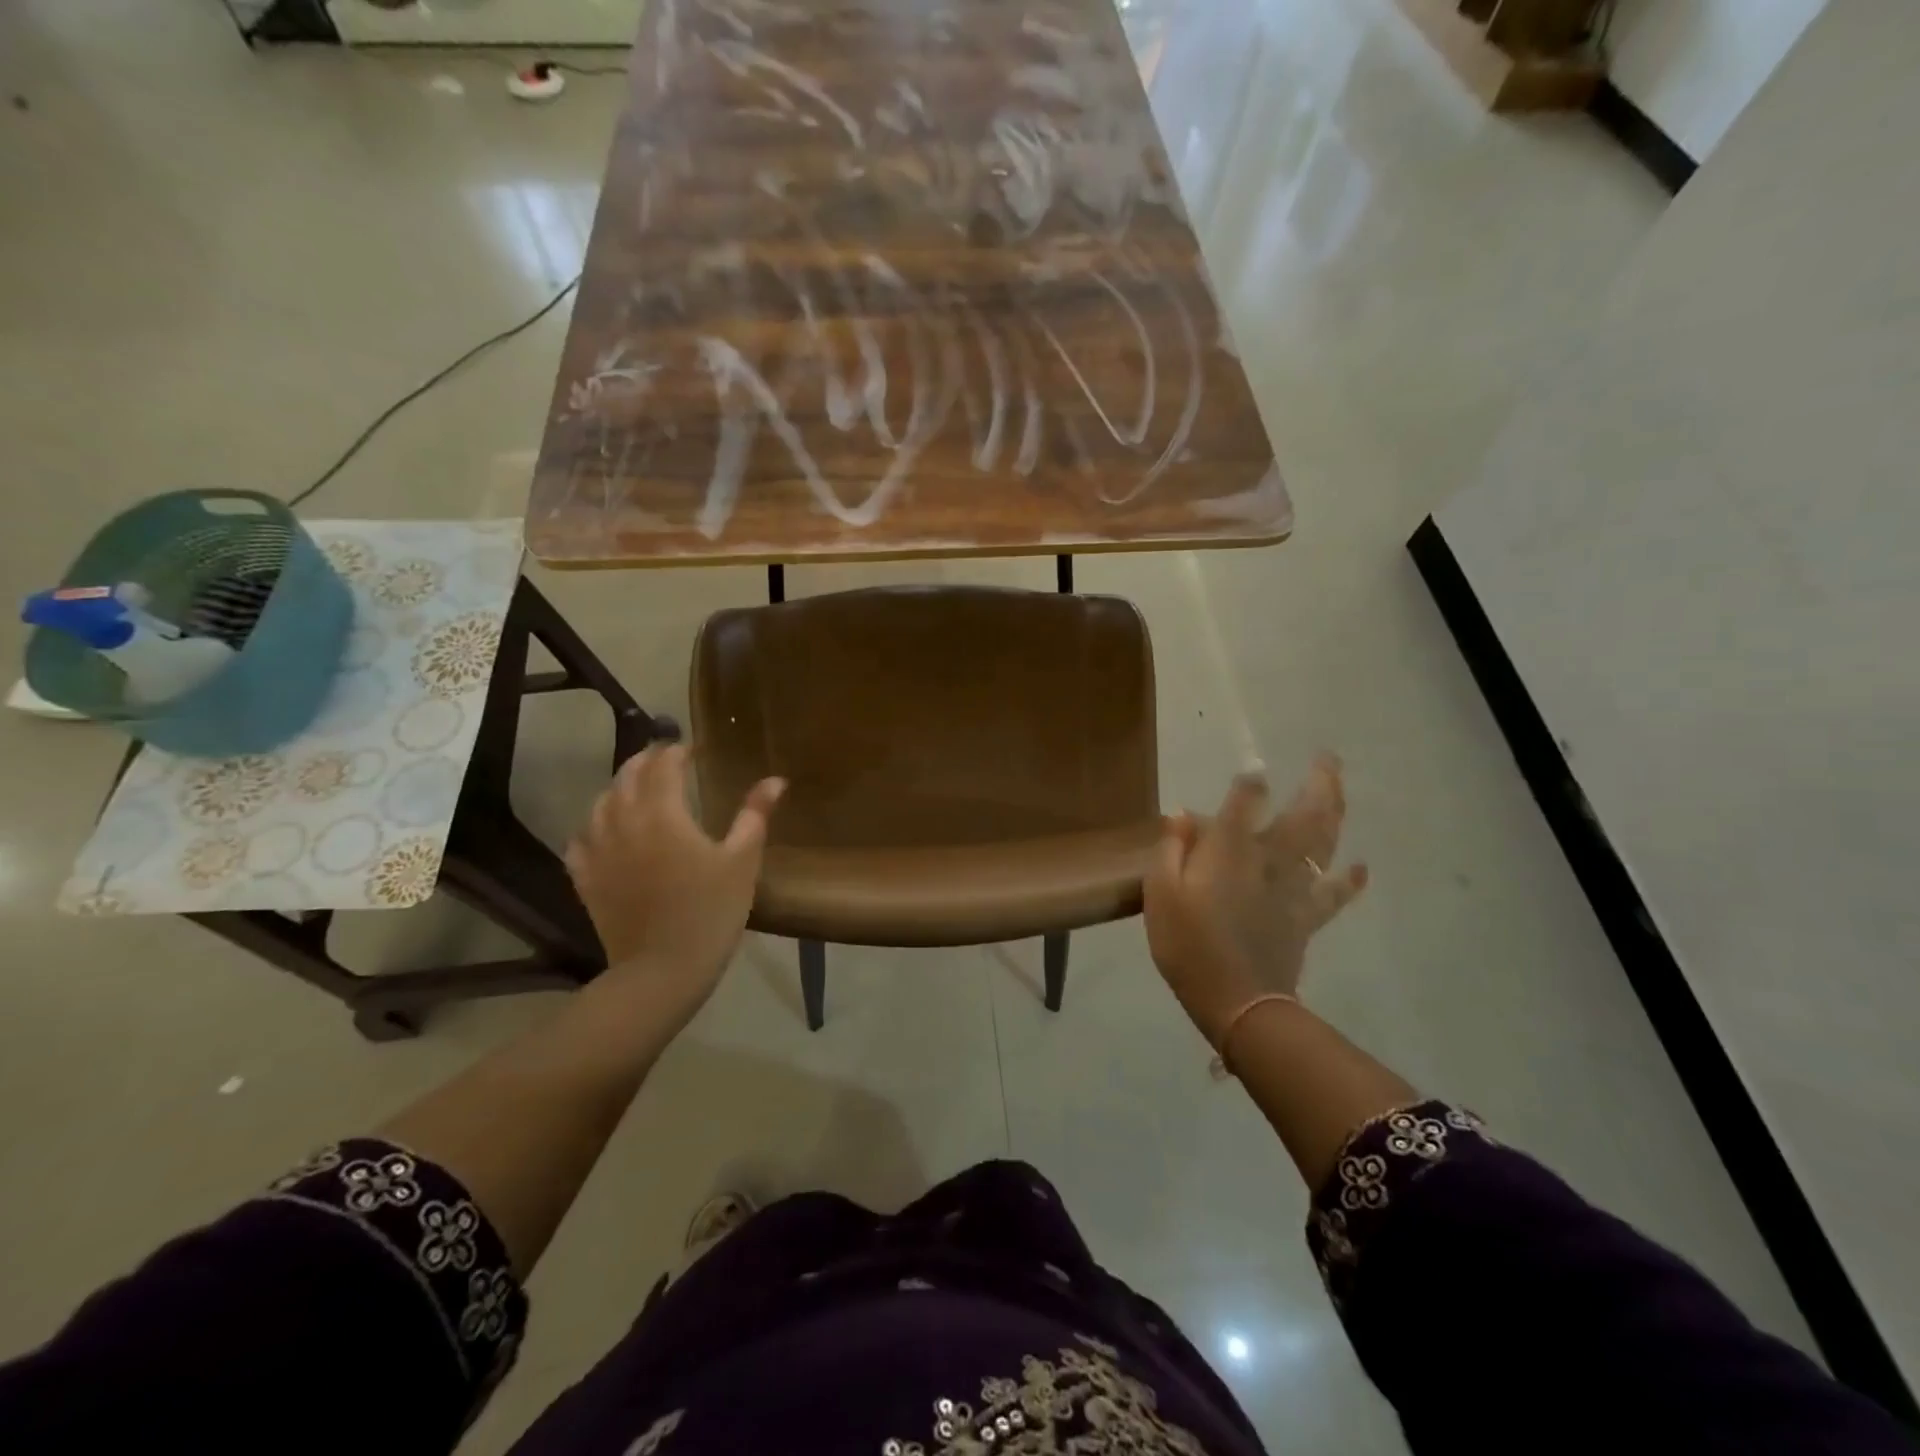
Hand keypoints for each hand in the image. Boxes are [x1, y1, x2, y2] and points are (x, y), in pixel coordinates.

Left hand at [565, 744, 783, 1018]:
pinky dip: (592, 826)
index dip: (676, 752)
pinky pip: (580, 840)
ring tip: (635, 787)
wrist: (662, 971)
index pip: (663, 766)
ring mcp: (599, 852)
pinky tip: (602, 830)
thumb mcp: (742, 861)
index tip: (691, 748)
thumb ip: (755, 815)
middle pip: (627, 777)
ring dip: (618, 787)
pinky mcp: (586, 879)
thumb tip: (775, 780)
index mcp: (663, 814)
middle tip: (664, 758)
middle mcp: (624, 823)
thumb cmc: (711, 912)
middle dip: (645, 761)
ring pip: (600, 804)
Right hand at [1144, 754, 1367, 1046]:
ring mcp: (1294, 886)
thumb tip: (1182, 815)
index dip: (1248, 782)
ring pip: (1324, 842)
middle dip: (1318, 782)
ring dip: (1336, 812)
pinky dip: (1349, 879)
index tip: (1252, 769)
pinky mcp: (1306, 916)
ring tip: (1340, 790)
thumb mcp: (1160, 893)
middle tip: (1329, 758)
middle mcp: (1269, 858)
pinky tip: (1360, 866)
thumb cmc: (1188, 944)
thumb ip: (1171, 849)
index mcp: (1230, 849)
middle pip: (1303, 813)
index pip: (1245, 800)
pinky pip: (1333, 893)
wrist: (1235, 1001)